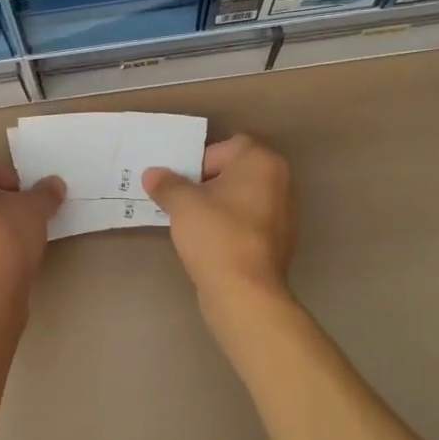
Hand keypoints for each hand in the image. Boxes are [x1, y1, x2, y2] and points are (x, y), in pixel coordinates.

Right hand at [143, 134, 296, 301]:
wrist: (245, 291)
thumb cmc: (216, 234)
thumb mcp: (182, 203)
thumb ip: (166, 183)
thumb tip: (153, 174)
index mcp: (262, 162)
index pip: (226, 147)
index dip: (200, 161)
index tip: (182, 184)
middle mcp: (281, 181)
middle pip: (236, 171)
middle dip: (208, 183)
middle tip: (183, 201)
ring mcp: (285, 213)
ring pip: (243, 197)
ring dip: (220, 205)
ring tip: (194, 223)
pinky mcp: (281, 241)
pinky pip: (250, 222)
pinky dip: (232, 226)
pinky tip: (211, 242)